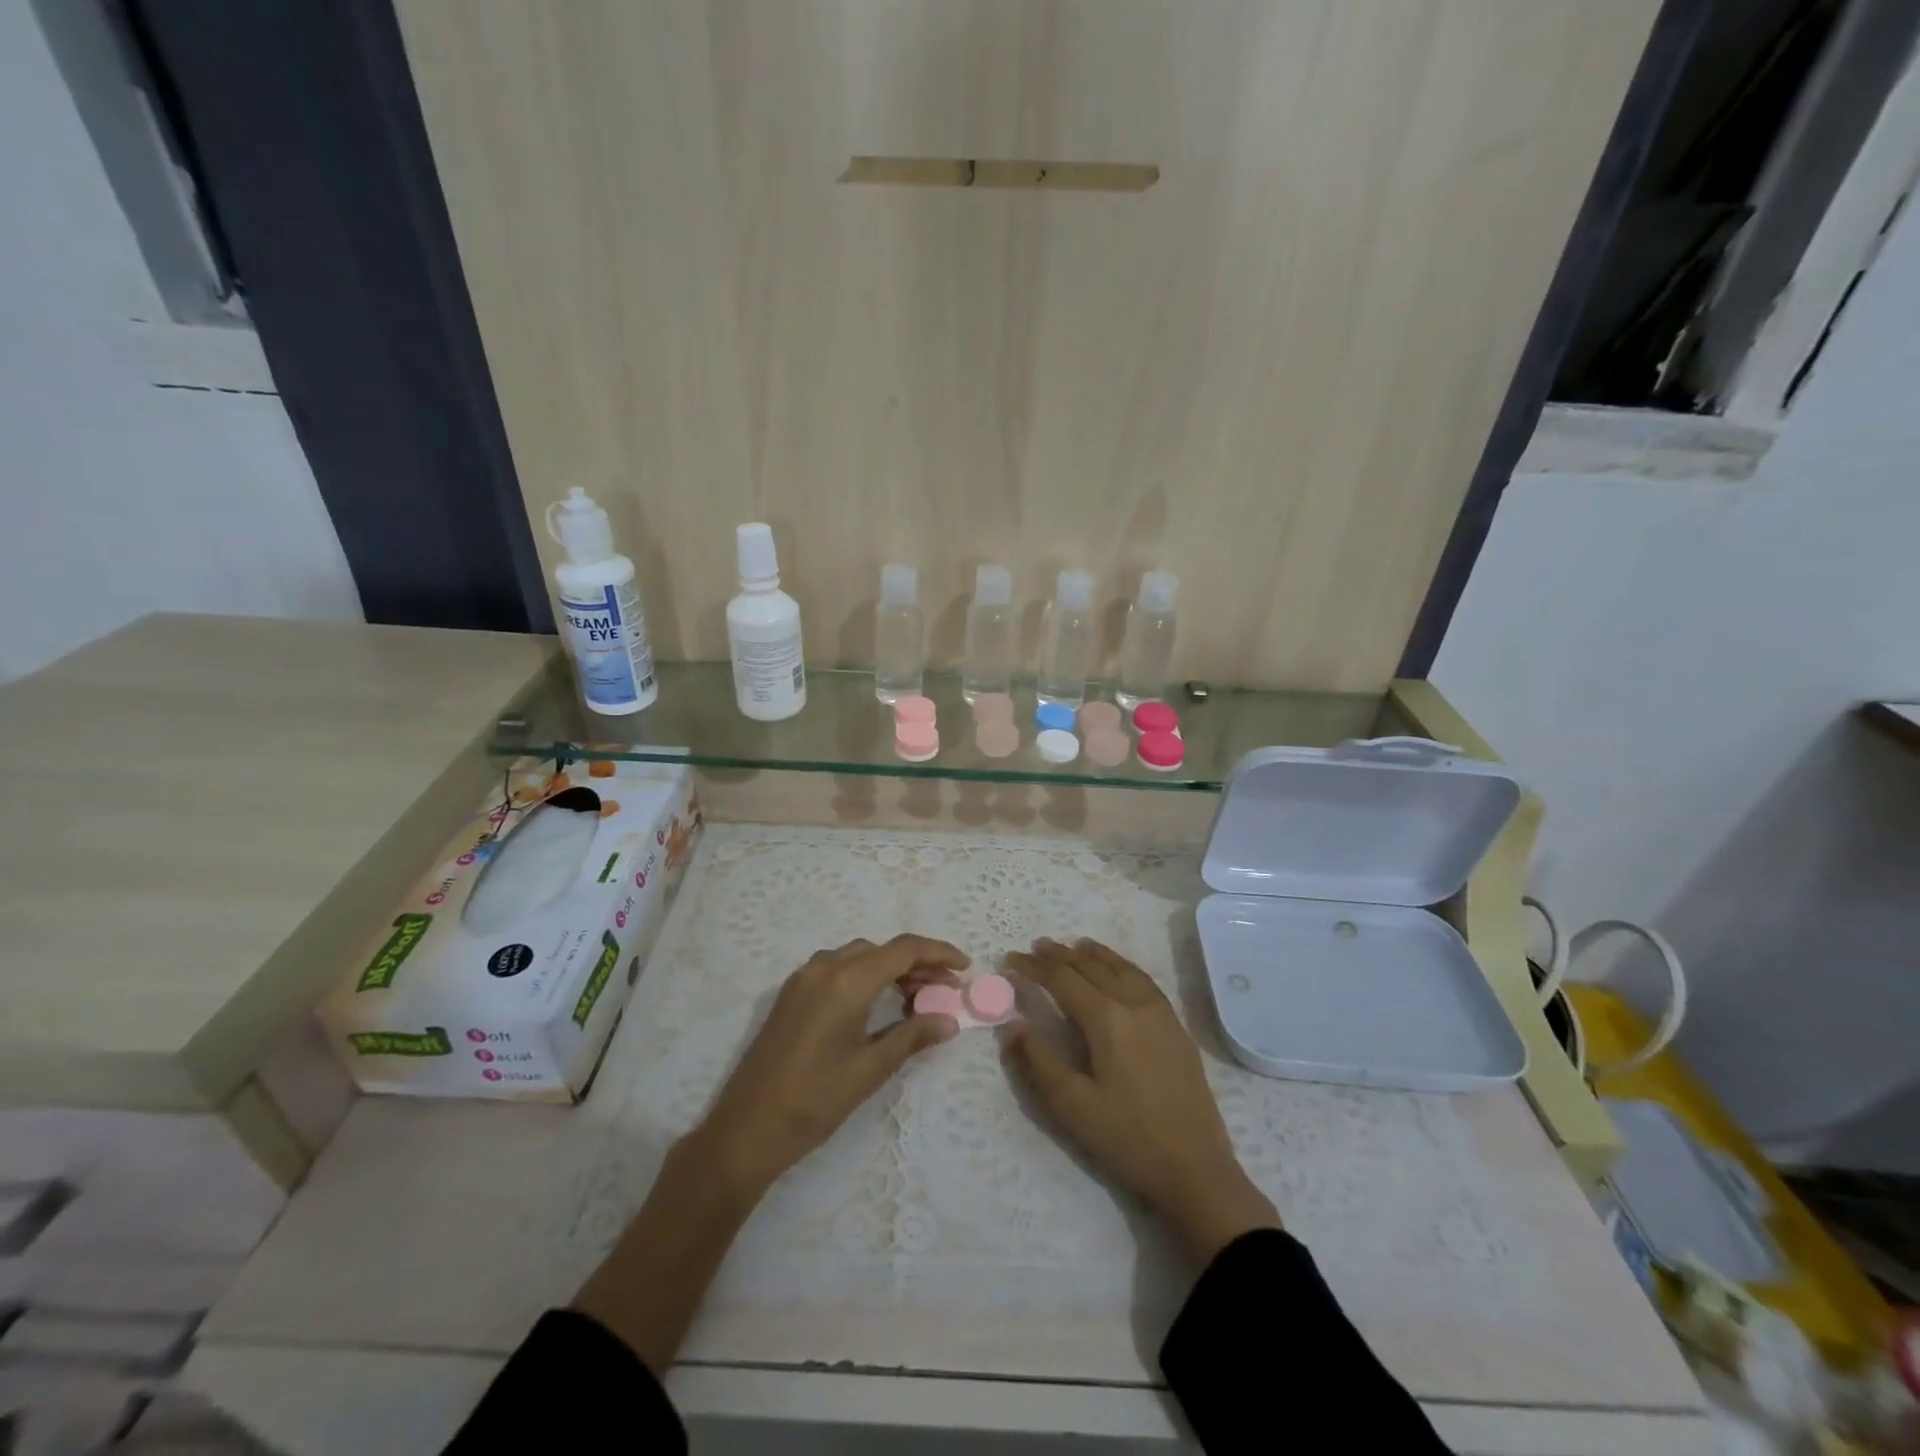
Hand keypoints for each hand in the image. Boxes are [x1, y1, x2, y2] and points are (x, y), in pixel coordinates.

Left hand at [691, 934, 967, 1195]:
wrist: (746, 1129)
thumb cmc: (814, 1100)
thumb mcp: (870, 1069)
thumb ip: (912, 1036)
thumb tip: (950, 1021)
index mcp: (847, 980)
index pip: (903, 949)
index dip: (938, 953)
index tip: (964, 967)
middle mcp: (824, 967)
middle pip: (881, 950)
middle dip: (917, 963)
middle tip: (945, 989)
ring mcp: (803, 978)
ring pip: (859, 956)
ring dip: (890, 968)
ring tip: (916, 997)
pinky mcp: (791, 994)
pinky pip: (837, 968)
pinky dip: (865, 975)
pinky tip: (878, 1003)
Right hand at [1003, 937, 1280, 1263]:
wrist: (1196, 1169)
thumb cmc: (1128, 1138)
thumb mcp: (1072, 1106)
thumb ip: (1038, 1061)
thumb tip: (1012, 1026)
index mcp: (1106, 1018)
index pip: (1062, 979)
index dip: (1033, 967)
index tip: (1010, 960)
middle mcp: (1134, 1003)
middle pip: (1091, 966)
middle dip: (1060, 955)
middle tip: (1036, 947)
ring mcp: (1160, 1012)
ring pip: (1121, 968)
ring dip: (1093, 954)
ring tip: (1074, 945)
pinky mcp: (1176, 1026)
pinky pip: (1143, 979)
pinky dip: (1121, 965)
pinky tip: (1118, 971)